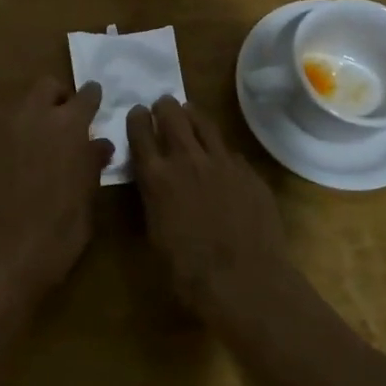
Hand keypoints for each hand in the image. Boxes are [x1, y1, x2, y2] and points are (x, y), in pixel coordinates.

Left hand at [0, 76, 113, 298]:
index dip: (92, 97)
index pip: (85, 96)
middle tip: (69, 118)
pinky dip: (20, 137)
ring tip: (47, 141)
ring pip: (24, 106)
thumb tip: (100, 144)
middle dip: (59, 96)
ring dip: (37, 115)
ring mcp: (6, 132)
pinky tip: (25, 162)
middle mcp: (35, 118)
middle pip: (46, 87)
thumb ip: (93, 160)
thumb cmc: (64, 224)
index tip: (96, 100)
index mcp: (68, 124)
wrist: (13, 251)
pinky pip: (8, 132)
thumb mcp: (89, 192)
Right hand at [127, 97, 290, 318]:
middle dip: (164, 107)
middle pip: (172, 115)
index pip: (140, 132)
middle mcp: (187, 159)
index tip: (137, 112)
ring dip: (192, 115)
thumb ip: (152, 197)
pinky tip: (220, 157)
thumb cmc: (188, 270)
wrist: (244, 281)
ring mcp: (221, 162)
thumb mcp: (155, 232)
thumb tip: (154, 183)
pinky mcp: (248, 172)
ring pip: (204, 123)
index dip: (136, 118)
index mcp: (156, 176)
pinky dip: (219, 149)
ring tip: (189, 112)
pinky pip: (229, 151)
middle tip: (163, 105)